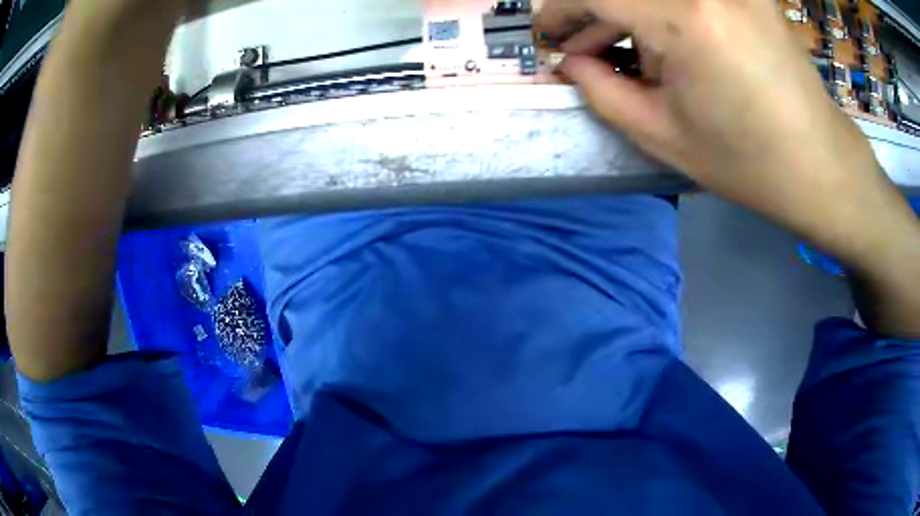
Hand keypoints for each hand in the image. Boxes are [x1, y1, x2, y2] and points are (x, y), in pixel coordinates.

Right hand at [538, 0, 892, 240]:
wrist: (821, 165)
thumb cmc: (748, 163)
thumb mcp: (664, 136)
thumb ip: (601, 91)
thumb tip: (568, 61)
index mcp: (685, 19)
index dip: (558, 10)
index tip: (549, 36)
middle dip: (591, 9)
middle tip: (581, 46)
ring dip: (627, 11)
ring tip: (619, 47)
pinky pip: (689, 0)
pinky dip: (662, 13)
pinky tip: (664, 39)